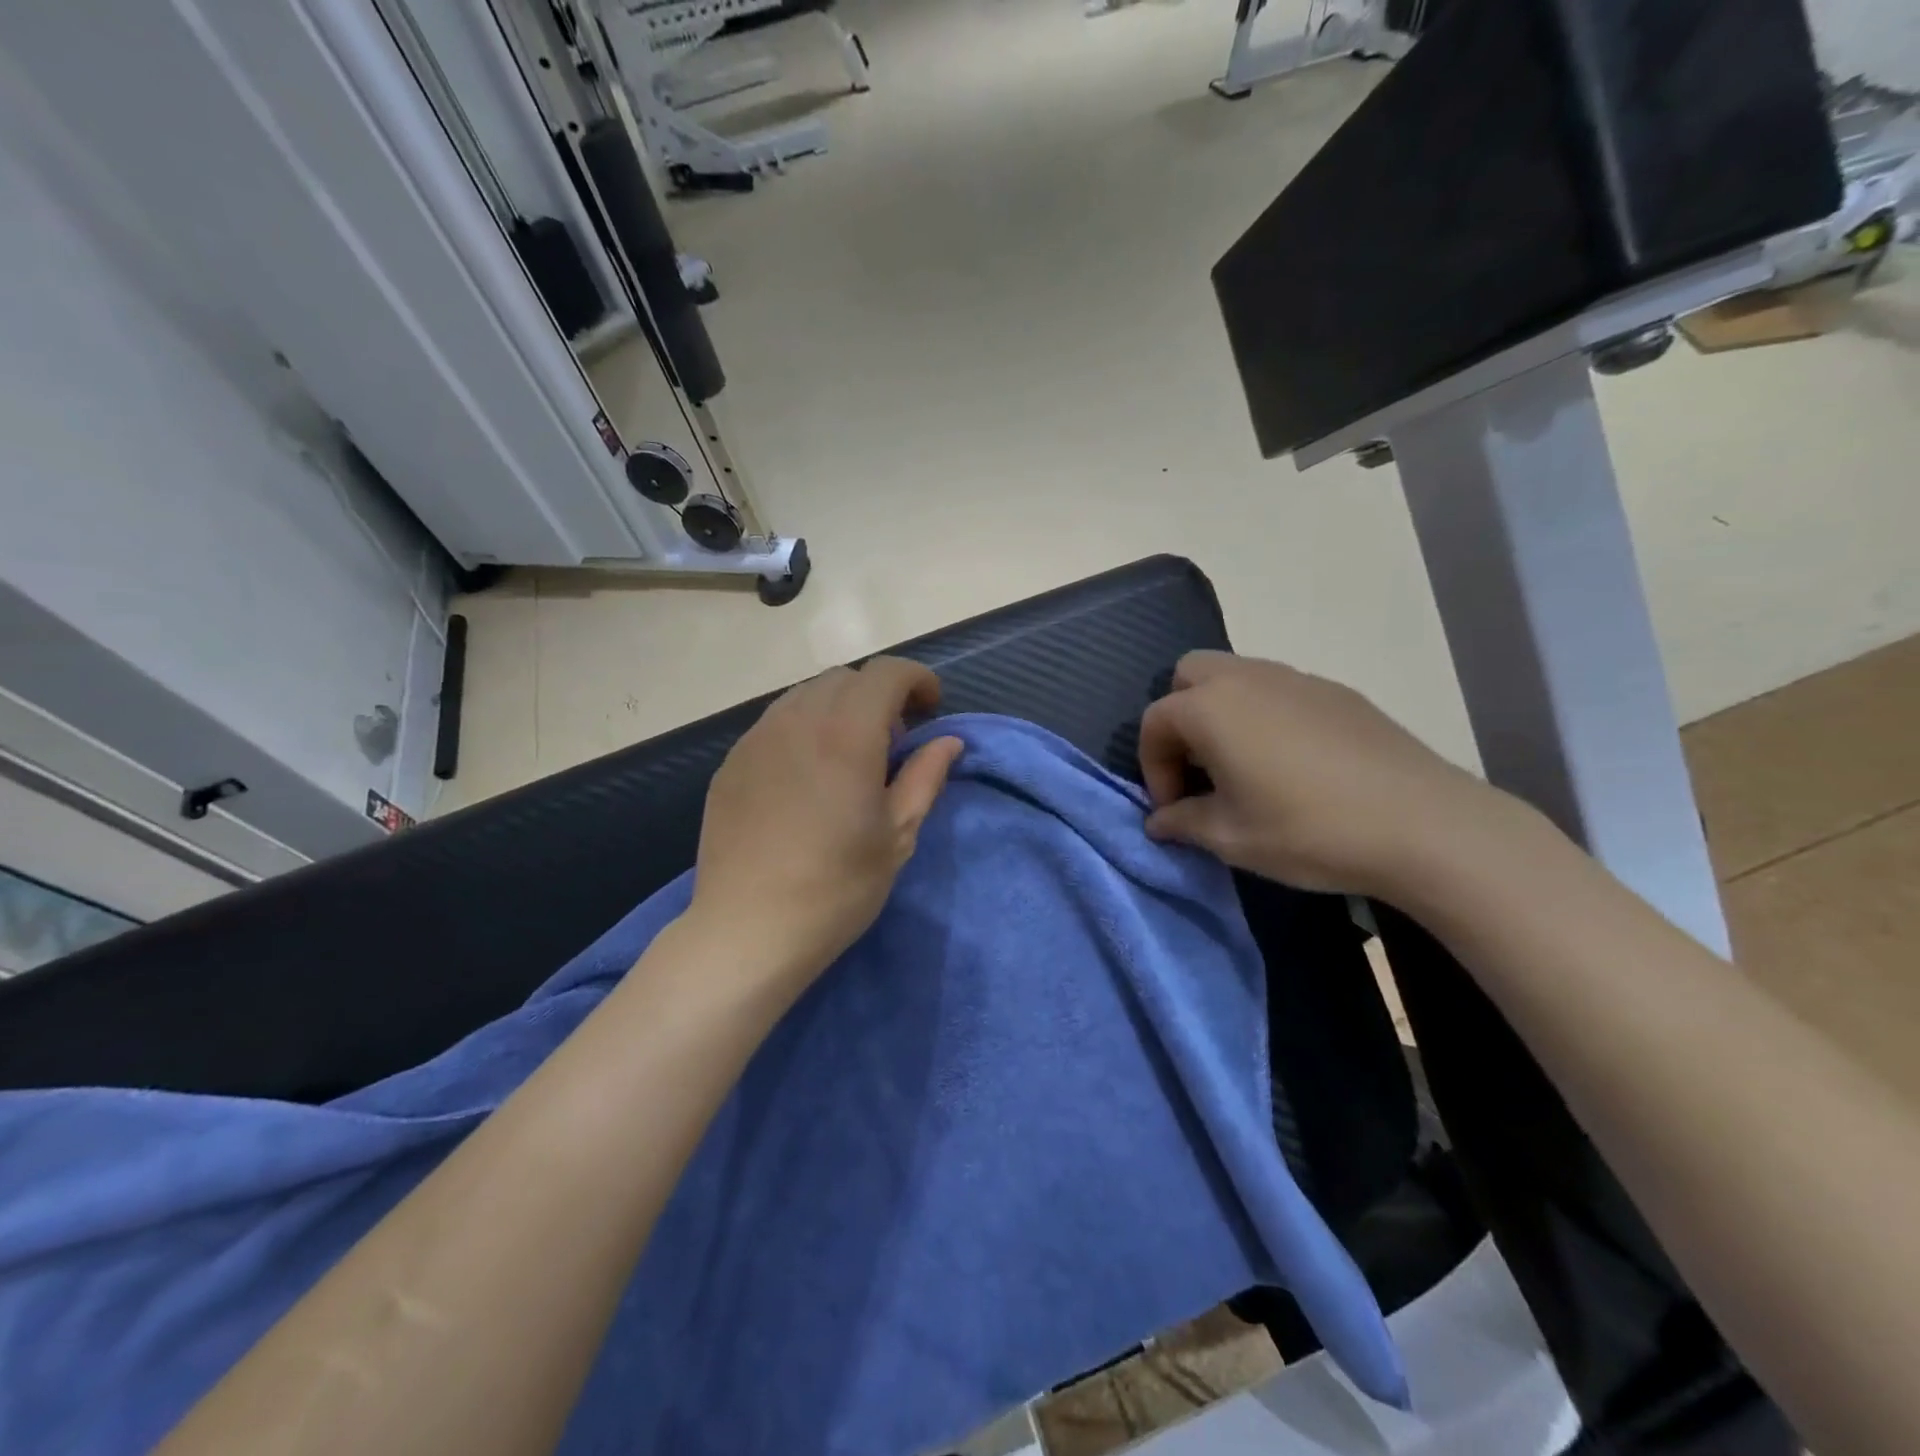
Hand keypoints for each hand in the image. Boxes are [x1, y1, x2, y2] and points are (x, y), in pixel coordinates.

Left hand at [689, 657, 963, 992]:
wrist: (748, 930)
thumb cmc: (836, 887)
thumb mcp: (897, 835)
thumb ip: (925, 777)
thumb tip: (947, 741)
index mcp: (846, 735)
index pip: (885, 673)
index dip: (916, 680)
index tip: (930, 709)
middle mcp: (797, 721)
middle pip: (845, 678)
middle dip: (879, 695)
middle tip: (893, 741)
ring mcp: (756, 739)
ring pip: (805, 695)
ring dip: (839, 708)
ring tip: (849, 756)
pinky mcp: (730, 763)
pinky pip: (775, 723)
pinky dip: (804, 728)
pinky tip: (807, 776)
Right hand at [1138, 651, 1504, 898]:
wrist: (1422, 824)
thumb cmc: (1308, 829)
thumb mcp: (1231, 837)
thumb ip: (1182, 822)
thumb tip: (1160, 820)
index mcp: (1210, 708)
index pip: (1155, 721)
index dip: (1152, 767)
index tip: (1173, 809)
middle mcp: (1246, 678)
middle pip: (1189, 675)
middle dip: (1179, 718)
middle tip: (1199, 768)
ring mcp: (1296, 678)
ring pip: (1235, 677)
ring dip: (1221, 713)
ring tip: (1242, 767)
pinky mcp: (1336, 691)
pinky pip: (1279, 690)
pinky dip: (1264, 715)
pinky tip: (1292, 764)